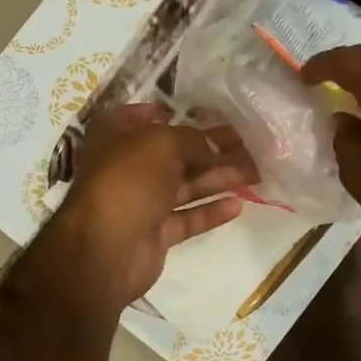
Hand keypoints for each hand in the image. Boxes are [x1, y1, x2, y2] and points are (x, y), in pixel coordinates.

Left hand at [36, 104, 257, 308]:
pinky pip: (187, 218)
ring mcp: (142, 202)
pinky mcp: (155, 233)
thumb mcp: (162, 143)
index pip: (141, 117)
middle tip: (248, 143)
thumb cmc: (128, 180)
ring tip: (255, 171)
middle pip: (175, 153)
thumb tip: (216, 145)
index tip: (203, 112)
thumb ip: (193, 140)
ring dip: (218, 177)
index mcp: (116, 138)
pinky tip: (238, 204)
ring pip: (186, 186)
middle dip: (210, 147)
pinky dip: (210, 211)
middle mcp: (128, 167)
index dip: (169, 112)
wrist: (105, 249)